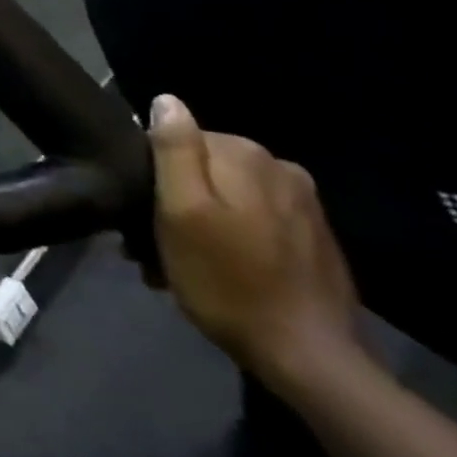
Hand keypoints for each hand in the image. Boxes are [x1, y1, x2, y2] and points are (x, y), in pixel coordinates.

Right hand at [148, 94, 365, 394]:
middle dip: (175, 202)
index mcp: (244, 153)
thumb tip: (166, 100)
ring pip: (227, 196)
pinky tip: (221, 271)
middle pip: (203, 170)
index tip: (143, 219)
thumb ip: (175, 150)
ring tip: (182, 267)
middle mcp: (278, 166)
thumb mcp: (182, 212)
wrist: (309, 357)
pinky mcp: (313, 233)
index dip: (153, 178)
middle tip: (154, 249)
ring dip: (199, 222)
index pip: (177, 141)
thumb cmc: (228, 282)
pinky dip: (230, 237)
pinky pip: (254, 219)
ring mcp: (302, 201)